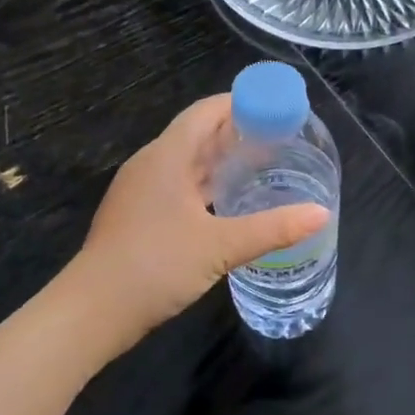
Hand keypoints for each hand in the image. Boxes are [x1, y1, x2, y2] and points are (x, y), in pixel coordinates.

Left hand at [76, 95, 330, 337]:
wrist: (93, 310)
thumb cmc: (156, 265)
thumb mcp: (220, 247)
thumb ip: (272, 229)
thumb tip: (321, 214)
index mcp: (166, 157)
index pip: (205, 112)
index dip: (240, 103)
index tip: (275, 108)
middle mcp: (151, 165)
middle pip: (196, 134)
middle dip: (235, 132)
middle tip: (278, 138)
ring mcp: (140, 191)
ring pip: (186, 163)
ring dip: (220, 161)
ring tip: (260, 166)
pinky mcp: (137, 215)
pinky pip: (177, 186)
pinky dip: (204, 185)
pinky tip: (226, 203)